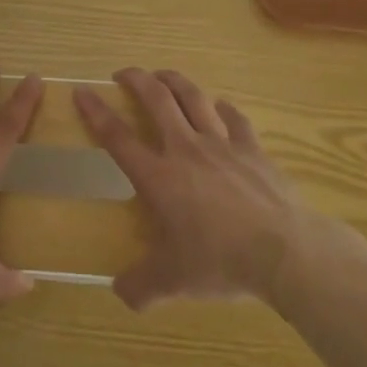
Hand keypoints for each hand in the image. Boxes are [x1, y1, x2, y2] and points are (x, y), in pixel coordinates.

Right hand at [76, 68, 366, 309]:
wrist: (284, 251)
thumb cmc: (221, 262)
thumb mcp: (174, 282)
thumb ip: (142, 286)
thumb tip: (120, 293)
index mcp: (159, 177)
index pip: (118, 137)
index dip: (96, 112)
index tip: (82, 91)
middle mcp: (185, 149)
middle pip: (157, 99)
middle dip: (137, 79)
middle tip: (123, 73)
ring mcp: (222, 144)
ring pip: (194, 97)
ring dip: (174, 80)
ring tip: (163, 75)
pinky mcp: (253, 148)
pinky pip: (234, 118)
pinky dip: (223, 107)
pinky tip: (219, 106)